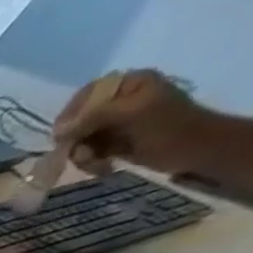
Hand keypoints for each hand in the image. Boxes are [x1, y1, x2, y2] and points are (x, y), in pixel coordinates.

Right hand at [55, 69, 218, 175]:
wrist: (194, 149)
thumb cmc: (169, 126)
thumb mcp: (133, 113)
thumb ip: (95, 117)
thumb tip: (58, 131)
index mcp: (130, 84)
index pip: (88, 94)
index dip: (71, 114)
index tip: (61, 136)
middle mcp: (121, 101)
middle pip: (80, 120)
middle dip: (77, 141)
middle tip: (81, 155)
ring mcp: (117, 123)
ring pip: (82, 140)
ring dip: (83, 156)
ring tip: (96, 164)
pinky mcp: (115, 143)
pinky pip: (90, 152)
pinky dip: (91, 163)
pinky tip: (103, 168)